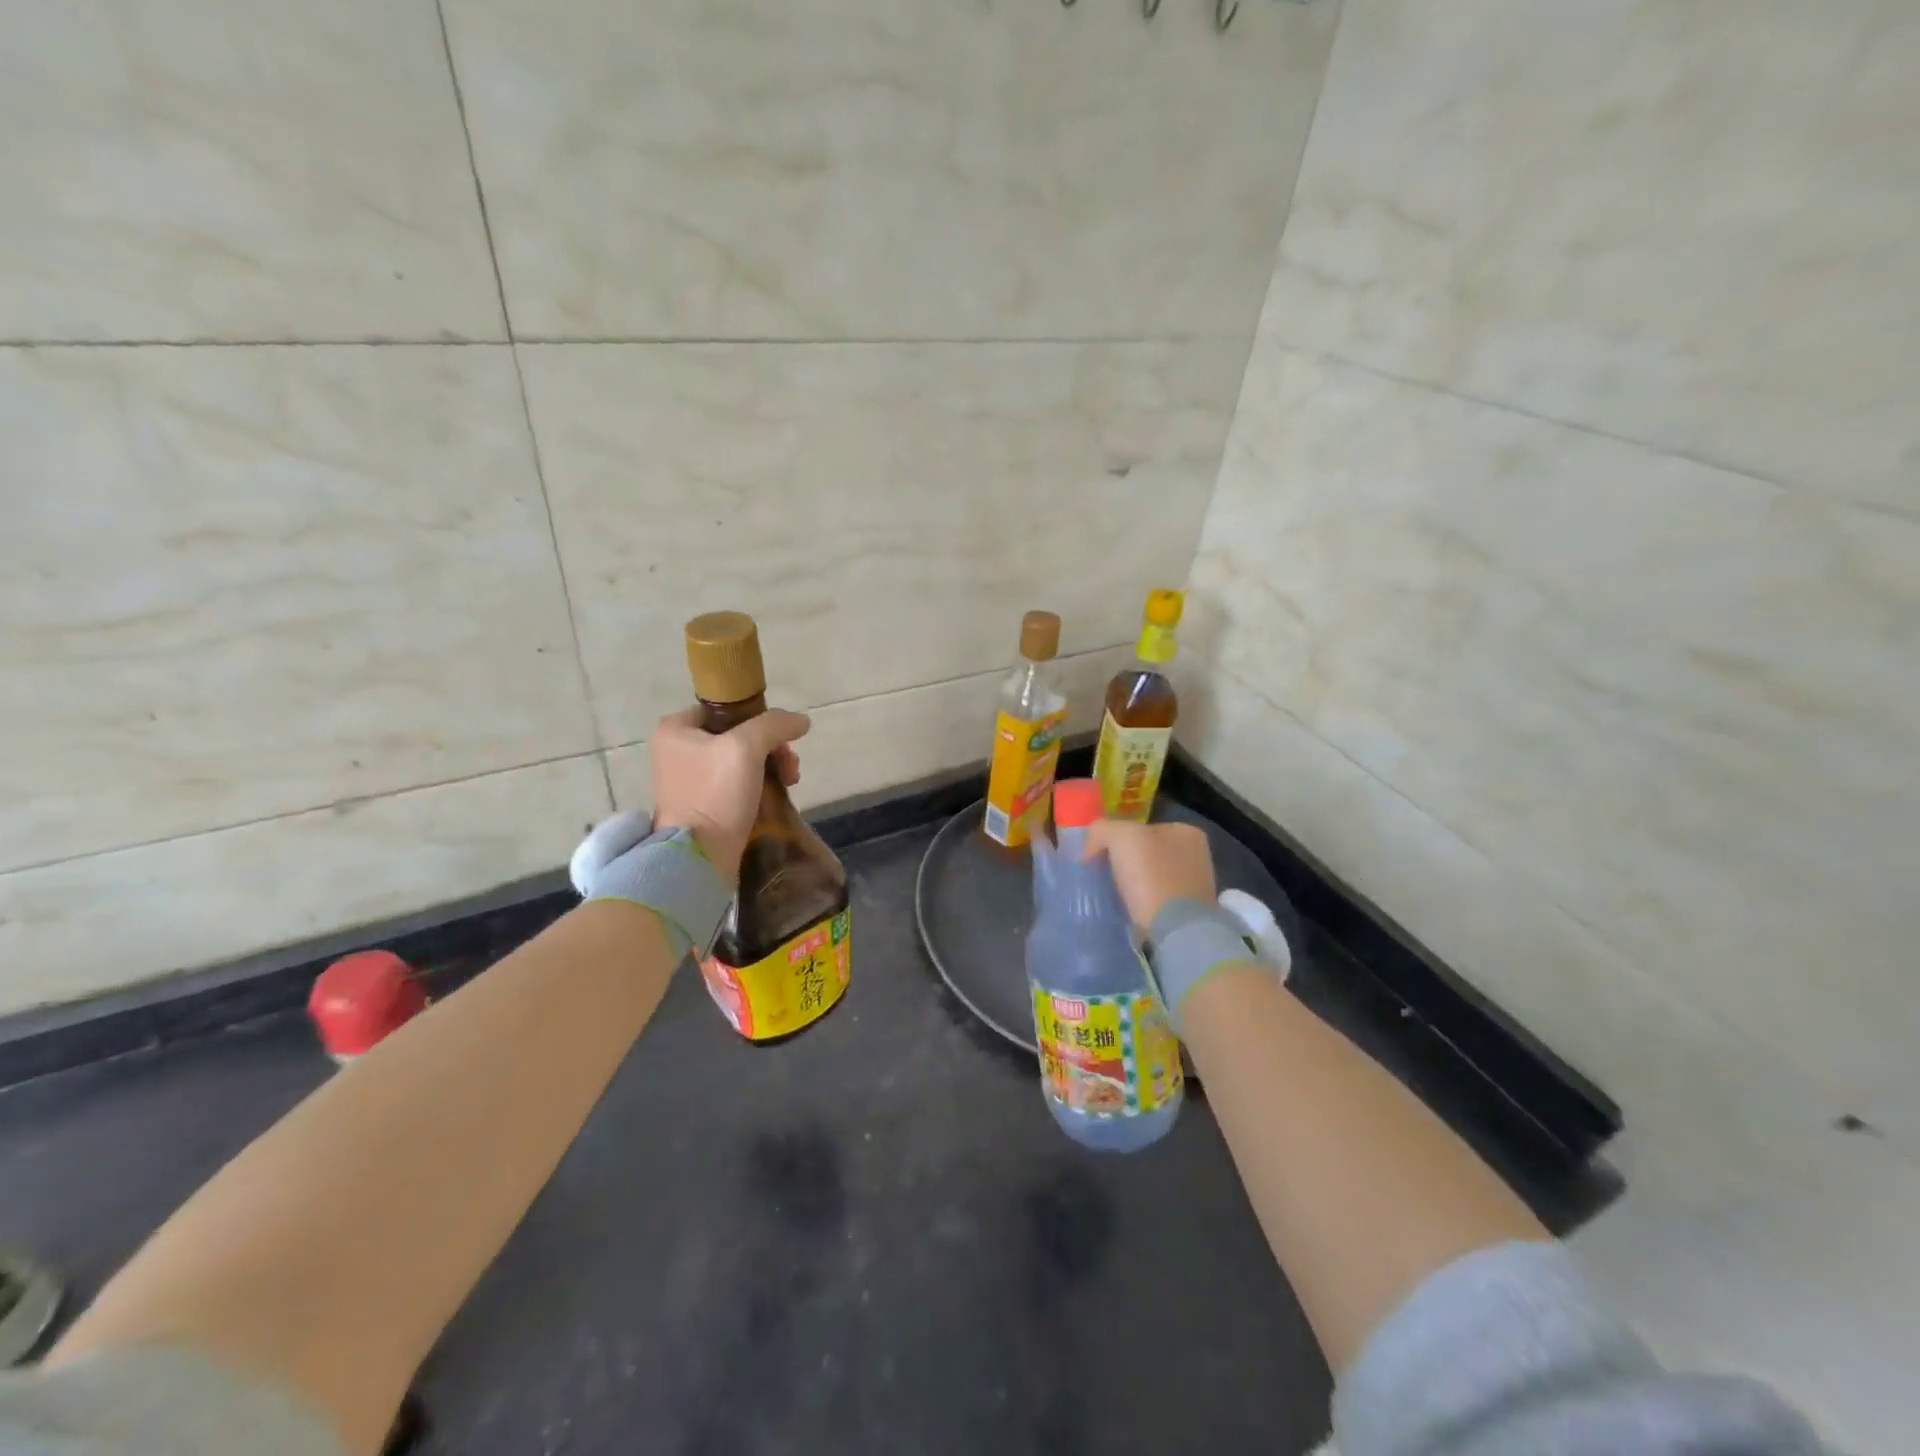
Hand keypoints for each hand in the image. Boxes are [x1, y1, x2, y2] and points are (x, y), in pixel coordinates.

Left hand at [648, 705, 808, 885]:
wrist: (700, 857)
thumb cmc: (716, 795)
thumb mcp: (747, 748)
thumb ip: (774, 725)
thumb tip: (801, 721)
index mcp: (676, 730)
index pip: (726, 709)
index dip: (758, 719)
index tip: (780, 739)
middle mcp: (676, 751)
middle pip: (738, 735)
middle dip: (771, 748)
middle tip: (790, 766)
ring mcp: (688, 780)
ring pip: (742, 760)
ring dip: (771, 766)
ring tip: (790, 783)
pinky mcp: (702, 805)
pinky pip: (737, 784)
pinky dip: (759, 785)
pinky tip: (776, 795)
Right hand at [1082, 819, 1217, 928]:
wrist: (1175, 931)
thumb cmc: (1151, 875)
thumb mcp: (1120, 837)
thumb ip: (1101, 830)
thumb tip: (1090, 849)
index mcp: (1186, 832)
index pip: (1140, 828)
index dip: (1114, 839)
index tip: (1096, 857)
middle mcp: (1196, 855)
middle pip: (1145, 852)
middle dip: (1123, 862)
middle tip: (1100, 875)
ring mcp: (1195, 886)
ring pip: (1150, 877)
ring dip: (1131, 885)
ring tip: (1110, 895)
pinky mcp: (1189, 914)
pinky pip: (1155, 901)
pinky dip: (1141, 904)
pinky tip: (1127, 910)